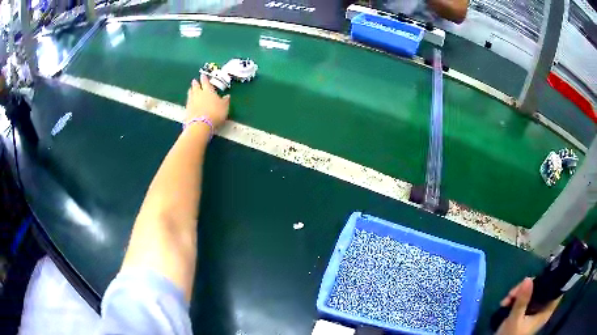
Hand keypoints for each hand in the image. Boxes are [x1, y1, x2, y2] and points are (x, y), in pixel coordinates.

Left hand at [185, 74, 229, 127]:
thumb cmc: (215, 113)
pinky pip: (188, 102)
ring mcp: (191, 101)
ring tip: (191, 89)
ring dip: (191, 90)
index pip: (206, 82)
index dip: (204, 78)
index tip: (203, 75)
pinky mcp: (187, 109)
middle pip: (196, 86)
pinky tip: (190, 101)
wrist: (201, 124)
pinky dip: (189, 100)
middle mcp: (198, 94)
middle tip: (194, 81)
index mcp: (208, 91)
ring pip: (190, 93)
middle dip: (195, 83)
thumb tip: (227, 96)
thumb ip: (225, 101)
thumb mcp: (224, 107)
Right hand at [496, 278, 560, 334]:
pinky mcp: (527, 315)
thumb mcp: (515, 319)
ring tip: (506, 299)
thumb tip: (528, 278)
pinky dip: (517, 300)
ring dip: (520, 294)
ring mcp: (534, 312)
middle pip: (542, 290)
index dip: (554, 279)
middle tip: (514, 292)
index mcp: (545, 311)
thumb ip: (522, 300)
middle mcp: (543, 309)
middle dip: (528, 287)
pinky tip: (506, 303)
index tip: (546, 272)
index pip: (557, 290)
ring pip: (533, 294)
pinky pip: (526, 301)